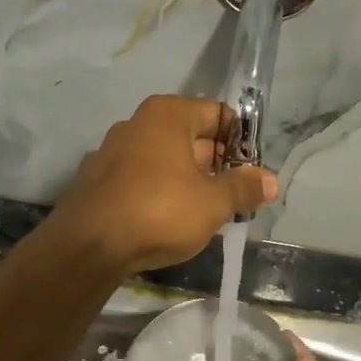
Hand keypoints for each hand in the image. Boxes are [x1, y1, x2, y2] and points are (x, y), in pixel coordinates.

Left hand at [51, 95, 278, 275]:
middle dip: (216, 167)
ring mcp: (111, 152)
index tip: (253, 174)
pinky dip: (158, 195)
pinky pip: (140, 181)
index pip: (218, 114)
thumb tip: (272, 180)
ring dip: (188, 183)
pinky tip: (166, 223)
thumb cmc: (159, 211)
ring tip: (205, 215)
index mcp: (167, 114)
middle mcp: (137, 123)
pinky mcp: (96, 182)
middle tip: (235, 199)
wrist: (88, 246)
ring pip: (164, 162)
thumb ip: (244, 188)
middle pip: (191, 138)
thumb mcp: (213, 202)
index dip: (241, 143)